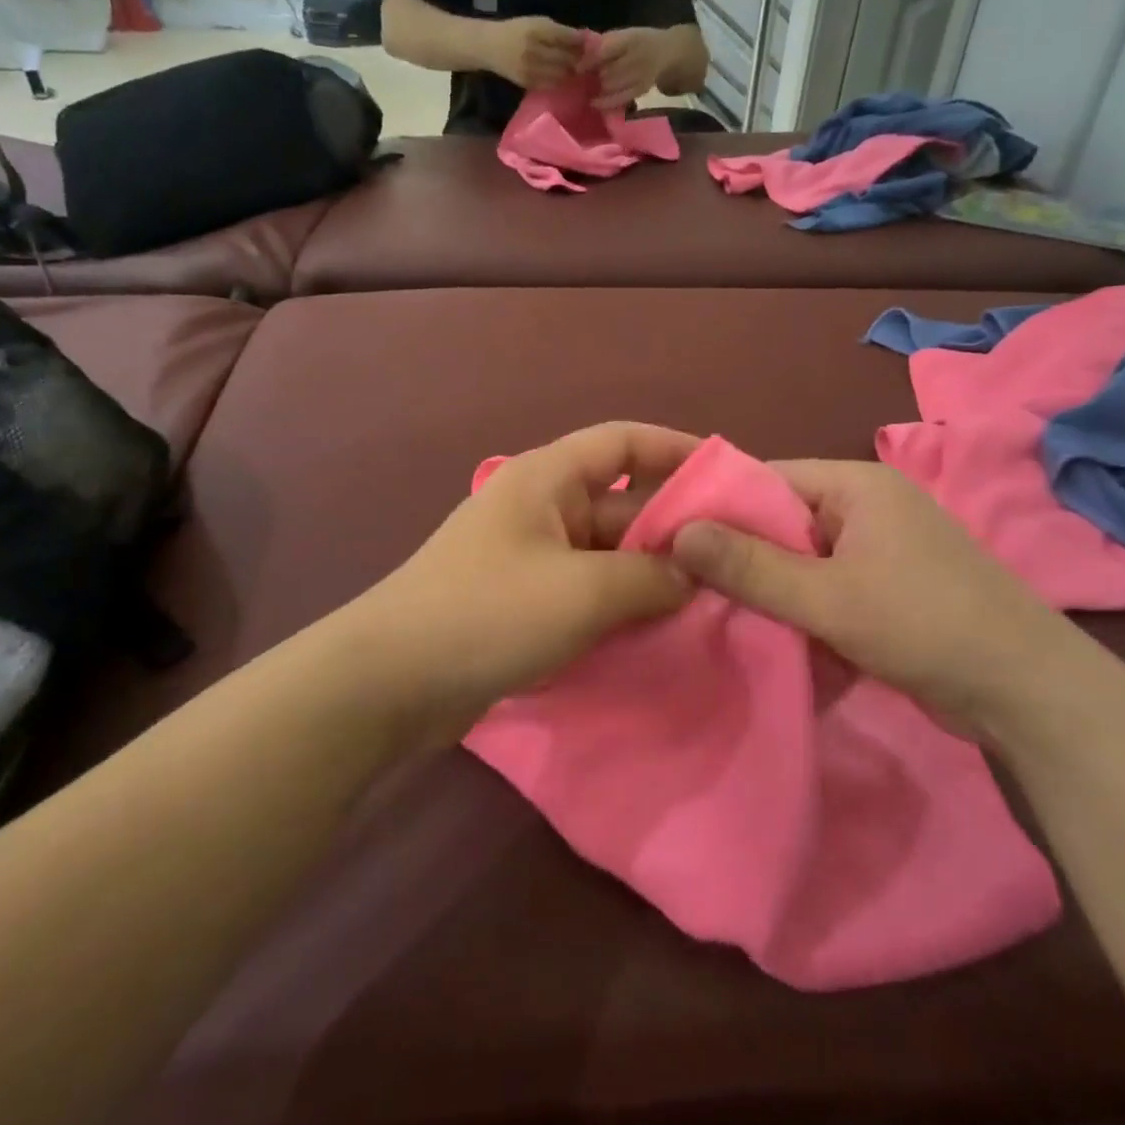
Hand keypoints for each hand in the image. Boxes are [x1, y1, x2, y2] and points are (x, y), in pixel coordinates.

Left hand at [348, 423, 698, 740]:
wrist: (390, 682)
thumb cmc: (488, 613)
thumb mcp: (582, 591)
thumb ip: (649, 577)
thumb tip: (691, 575)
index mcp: (547, 478)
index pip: (623, 442)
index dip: (677, 450)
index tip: (730, 478)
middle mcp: (540, 507)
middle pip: (621, 502)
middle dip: (674, 528)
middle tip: (734, 560)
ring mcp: (530, 556)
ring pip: (607, 552)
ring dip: (651, 574)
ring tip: (711, 601)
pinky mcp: (523, 601)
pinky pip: (586, 590)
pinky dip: (621, 604)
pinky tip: (659, 631)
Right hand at [487, 16, 585, 90]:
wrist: (489, 46)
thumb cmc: (516, 31)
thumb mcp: (536, 22)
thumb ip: (558, 31)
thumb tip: (584, 40)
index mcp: (538, 29)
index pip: (568, 37)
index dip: (582, 43)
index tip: (589, 46)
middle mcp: (534, 49)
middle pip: (567, 58)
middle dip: (579, 61)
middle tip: (587, 62)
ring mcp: (530, 68)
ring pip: (561, 74)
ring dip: (571, 74)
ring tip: (576, 71)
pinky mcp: (527, 82)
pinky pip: (551, 85)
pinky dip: (559, 82)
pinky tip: (562, 78)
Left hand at [580, 27, 671, 109]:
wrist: (667, 51)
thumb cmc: (640, 41)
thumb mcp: (625, 34)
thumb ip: (605, 43)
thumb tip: (581, 55)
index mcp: (631, 38)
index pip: (604, 51)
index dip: (588, 61)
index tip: (577, 68)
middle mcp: (638, 57)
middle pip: (607, 71)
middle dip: (594, 76)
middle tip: (585, 79)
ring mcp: (641, 75)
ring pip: (611, 86)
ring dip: (599, 88)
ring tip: (591, 88)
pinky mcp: (641, 90)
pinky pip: (619, 99)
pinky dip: (605, 102)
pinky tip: (595, 102)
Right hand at [671, 461, 1090, 736]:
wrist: (1030, 695)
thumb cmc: (924, 626)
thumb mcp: (826, 598)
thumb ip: (749, 566)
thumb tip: (676, 532)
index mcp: (854, 484)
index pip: (765, 479)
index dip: (716, 508)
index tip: (670, 544)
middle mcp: (867, 505)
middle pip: (782, 521)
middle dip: (742, 558)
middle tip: (689, 590)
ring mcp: (882, 548)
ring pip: (803, 560)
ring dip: (772, 590)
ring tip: (722, 617)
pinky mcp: (890, 587)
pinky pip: (828, 587)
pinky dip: (804, 610)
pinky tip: (775, 639)